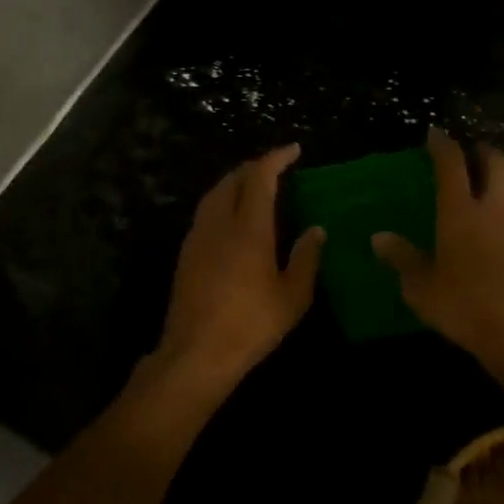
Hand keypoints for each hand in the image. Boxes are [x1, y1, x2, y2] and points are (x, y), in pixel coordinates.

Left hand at [158, 145, 324, 394]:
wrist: (196, 353)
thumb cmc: (251, 324)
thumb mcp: (292, 297)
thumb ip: (306, 258)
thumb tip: (316, 230)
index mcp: (249, 228)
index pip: (260, 178)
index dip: (276, 158)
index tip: (293, 150)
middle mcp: (219, 223)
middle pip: (233, 179)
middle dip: (254, 167)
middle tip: (275, 168)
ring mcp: (198, 237)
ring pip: (214, 194)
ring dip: (234, 182)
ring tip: (254, 186)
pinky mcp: (186, 254)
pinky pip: (205, 212)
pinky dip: (222, 201)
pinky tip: (232, 218)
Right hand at [373, 127, 503, 366]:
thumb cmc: (462, 306)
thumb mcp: (420, 286)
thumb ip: (401, 258)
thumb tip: (378, 237)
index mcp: (459, 212)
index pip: (451, 165)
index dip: (443, 144)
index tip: (435, 133)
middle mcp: (495, 210)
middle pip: (499, 165)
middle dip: (487, 153)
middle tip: (476, 154)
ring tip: (502, 182)